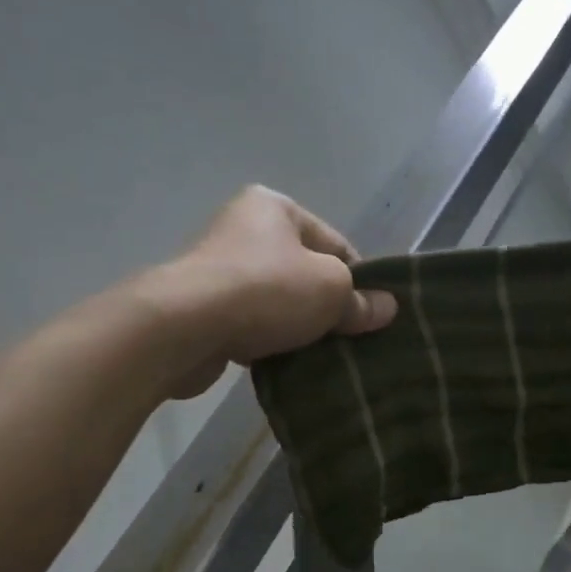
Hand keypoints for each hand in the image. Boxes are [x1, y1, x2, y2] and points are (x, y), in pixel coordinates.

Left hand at [154, 187, 397, 397]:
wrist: (182, 327)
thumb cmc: (266, 290)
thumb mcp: (330, 290)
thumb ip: (360, 300)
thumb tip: (388, 308)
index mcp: (275, 207)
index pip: (335, 244)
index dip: (359, 280)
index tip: (372, 315)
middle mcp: (243, 229)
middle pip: (305, 273)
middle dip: (327, 307)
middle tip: (349, 339)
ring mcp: (218, 269)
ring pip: (278, 302)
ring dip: (298, 328)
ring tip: (319, 355)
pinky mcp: (201, 308)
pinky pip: (250, 324)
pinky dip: (268, 341)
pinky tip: (284, 363)